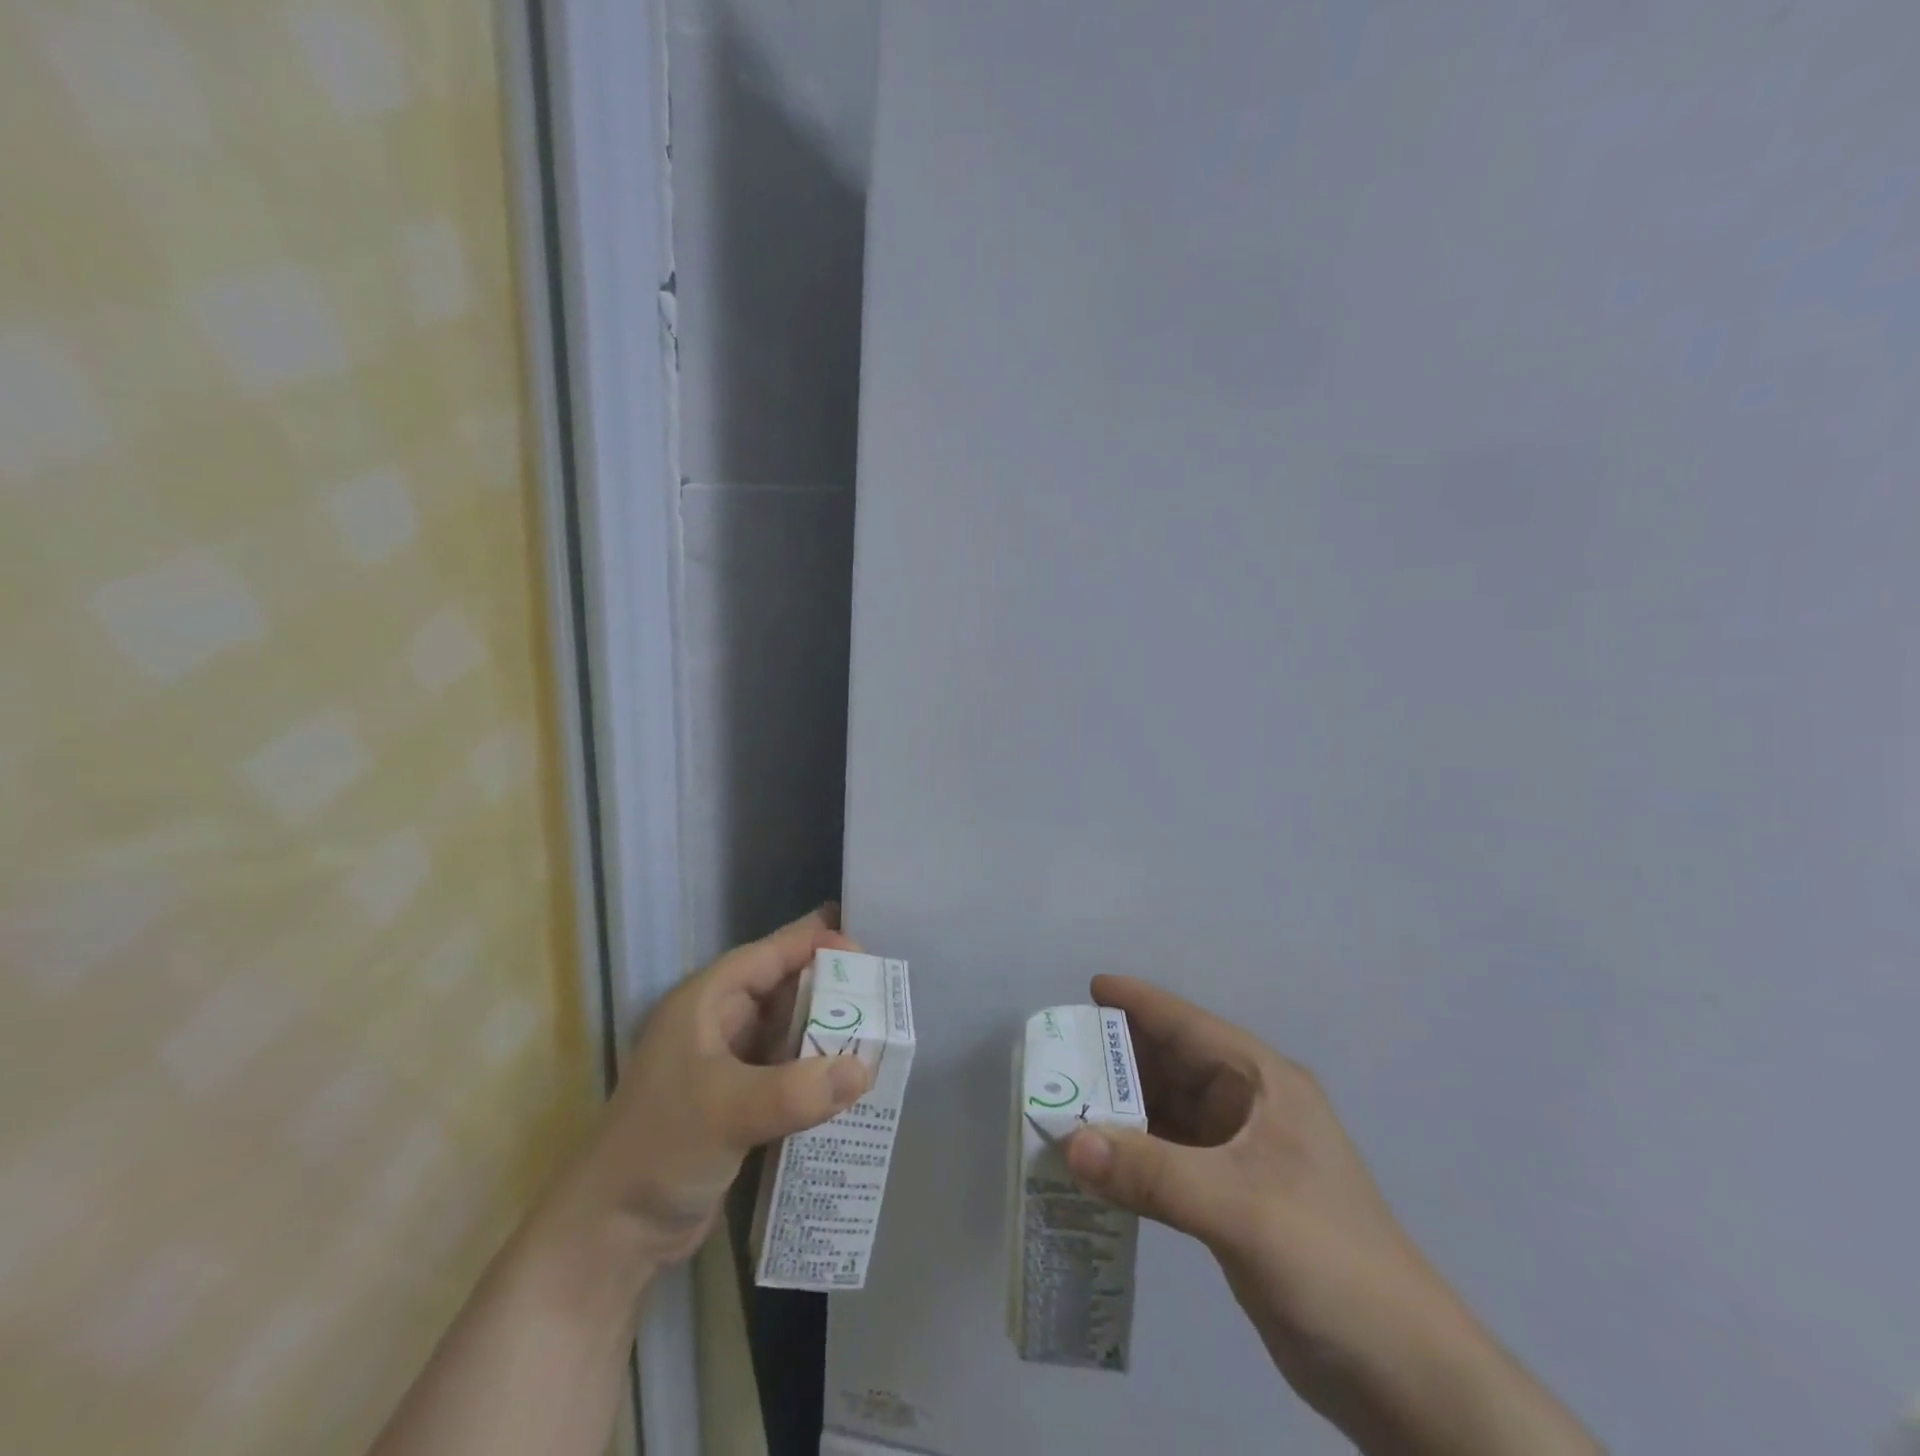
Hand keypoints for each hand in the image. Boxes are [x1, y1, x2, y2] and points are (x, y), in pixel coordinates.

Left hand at [568, 906, 871, 1266]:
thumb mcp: (728, 1112)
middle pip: (783, 989)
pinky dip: (817, 1071)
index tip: (862, 947)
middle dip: (829, 987)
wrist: (612, 1236)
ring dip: (826, 1031)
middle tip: (880, 990)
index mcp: (706, 1003)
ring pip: (788, 1031)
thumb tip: (864, 1070)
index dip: (812, 943)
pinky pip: (788, 1071)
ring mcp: (728, 1065)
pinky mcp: (739, 1103)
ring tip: (877, 1029)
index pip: (767, 955)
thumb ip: (796, 1090)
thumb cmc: (660, 1150)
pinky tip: (851, 1078)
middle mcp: (718, 1025)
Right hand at [1065, 976, 1598, 1454]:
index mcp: (1264, 1084)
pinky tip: (1096, 1160)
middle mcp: (1250, 1108)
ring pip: (1167, 1113)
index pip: (1191, 1026)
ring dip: (1121, 1109)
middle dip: (1118, 1059)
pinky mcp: (1232, 1200)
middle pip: (1173, 1066)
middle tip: (1057, 1056)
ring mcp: (1241, 1156)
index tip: (1088, 987)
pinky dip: (1133, 1154)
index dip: (1141, 1003)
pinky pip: (1169, 1158)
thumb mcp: (1239, 1207)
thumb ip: (1152, 1173)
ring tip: (1063, 1103)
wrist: (1404, 1377)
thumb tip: (1069, 1141)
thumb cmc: (1330, 1262)